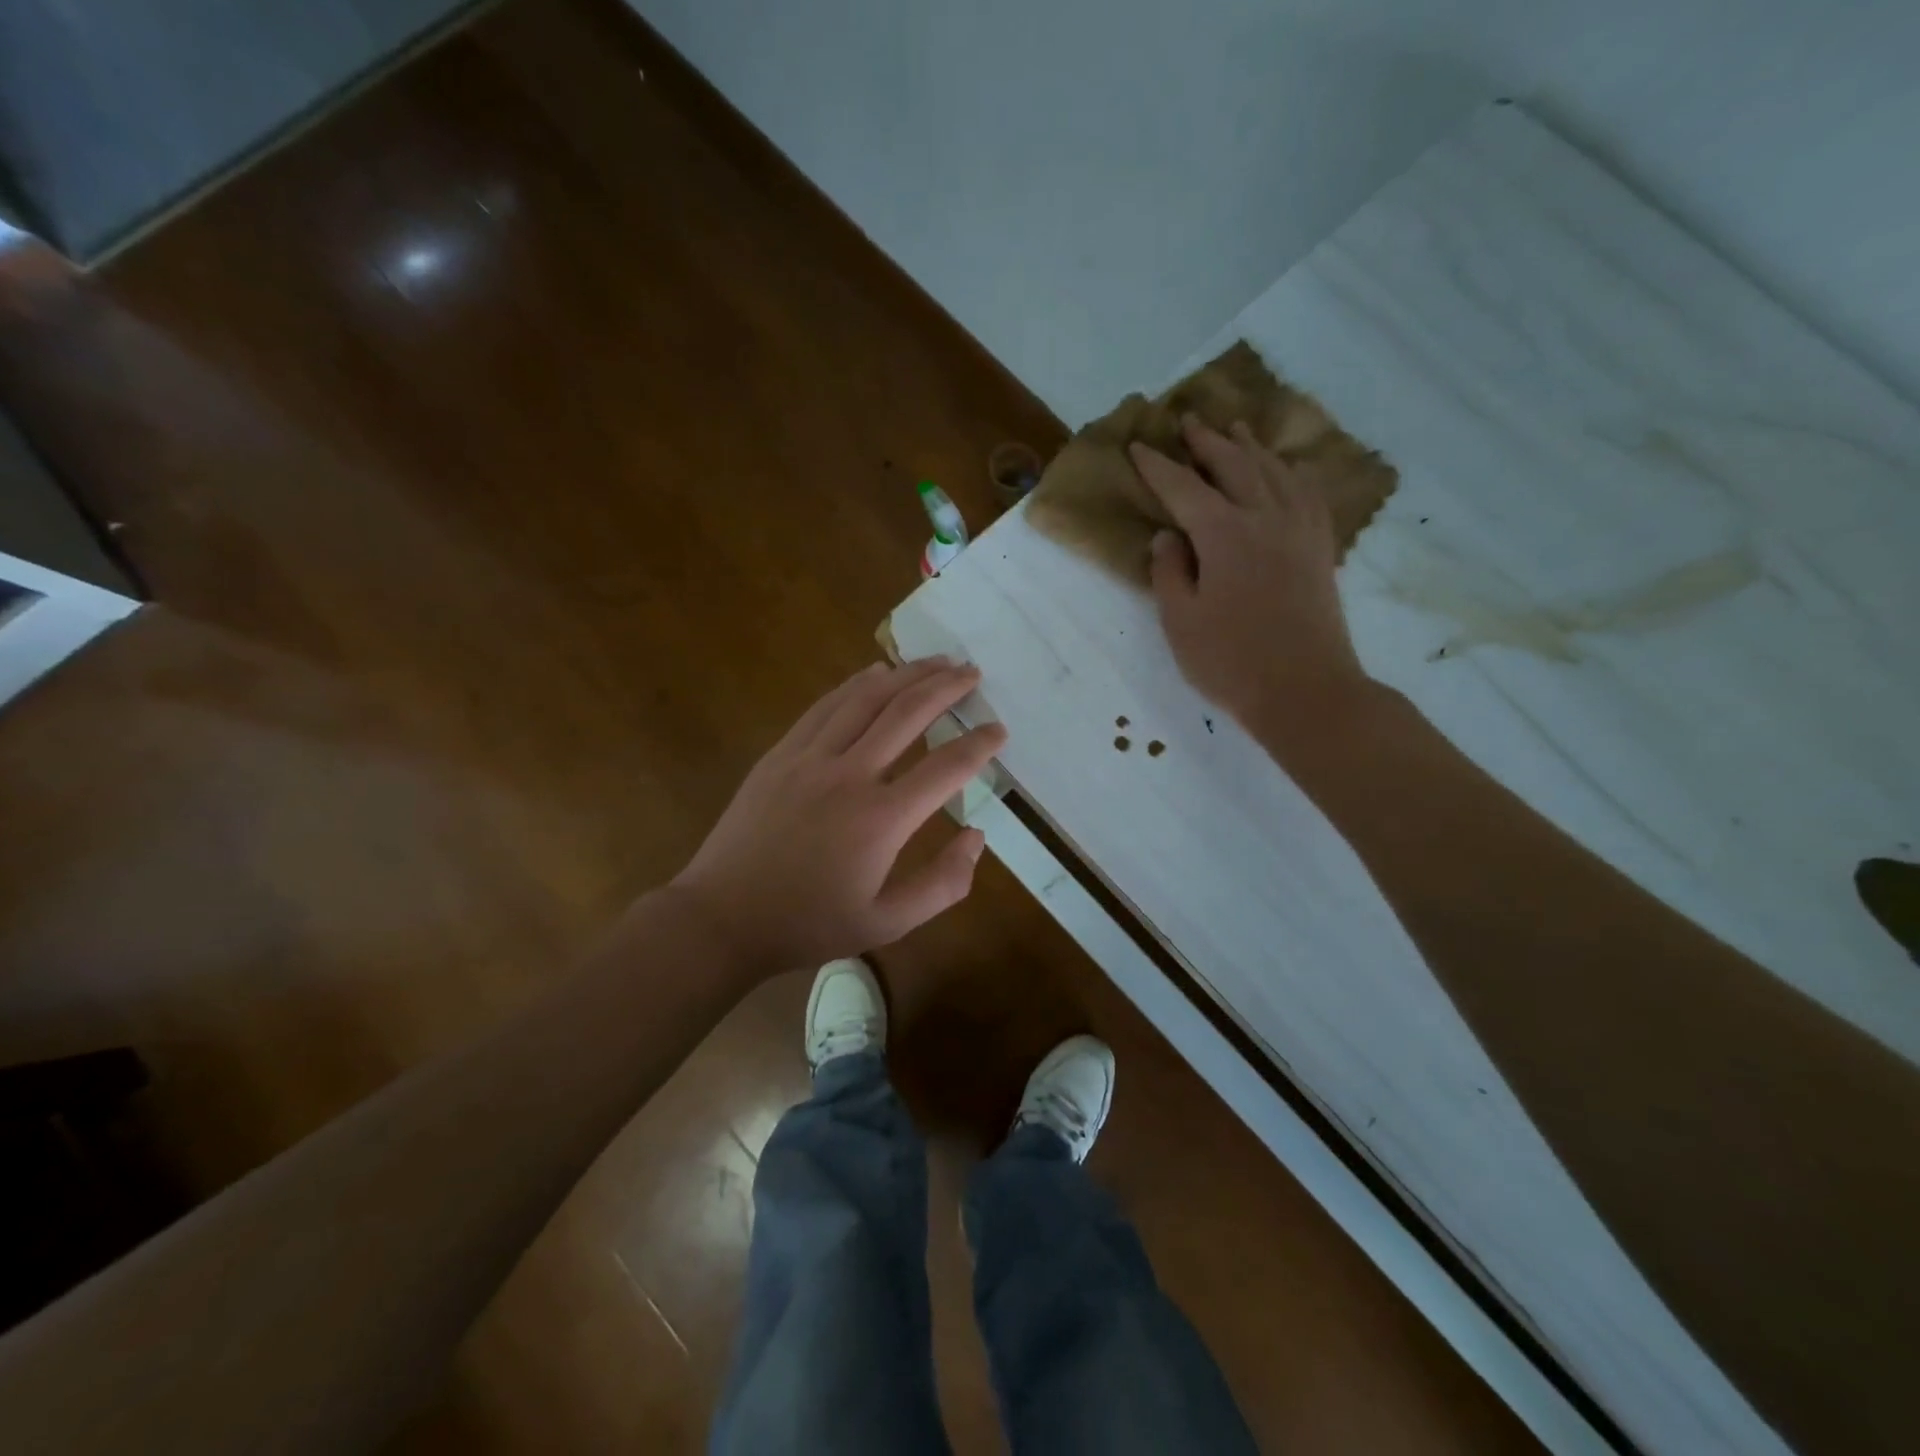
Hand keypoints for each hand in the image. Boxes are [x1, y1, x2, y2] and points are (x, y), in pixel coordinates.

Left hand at [671, 658, 1006, 973]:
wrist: (723, 917)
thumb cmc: (809, 923)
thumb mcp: (888, 923)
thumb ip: (943, 884)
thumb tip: (976, 837)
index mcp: (881, 819)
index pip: (946, 767)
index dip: (979, 744)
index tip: (999, 729)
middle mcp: (849, 775)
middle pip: (907, 713)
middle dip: (946, 687)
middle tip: (972, 672)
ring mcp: (810, 758)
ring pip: (866, 698)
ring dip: (906, 674)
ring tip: (936, 661)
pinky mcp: (781, 754)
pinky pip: (826, 707)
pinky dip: (856, 684)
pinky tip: (875, 673)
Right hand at [1129, 417, 1371, 735]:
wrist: (1305, 690)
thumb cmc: (1231, 662)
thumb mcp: (1180, 622)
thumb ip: (1169, 573)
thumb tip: (1168, 538)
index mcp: (1224, 534)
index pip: (1183, 488)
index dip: (1157, 467)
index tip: (1138, 446)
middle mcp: (1265, 518)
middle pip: (1234, 465)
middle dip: (1207, 441)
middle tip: (1189, 420)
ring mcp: (1299, 531)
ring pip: (1275, 472)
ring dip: (1250, 448)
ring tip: (1235, 430)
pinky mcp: (1320, 549)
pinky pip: (1309, 494)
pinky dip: (1294, 474)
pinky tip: (1289, 470)